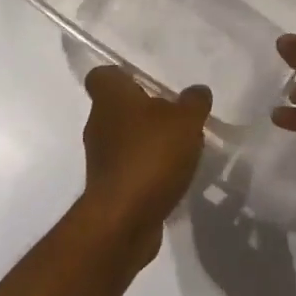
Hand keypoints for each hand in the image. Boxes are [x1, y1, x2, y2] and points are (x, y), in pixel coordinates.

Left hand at [78, 67, 211, 265]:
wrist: (123, 220)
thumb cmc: (150, 155)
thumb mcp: (185, 120)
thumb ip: (194, 102)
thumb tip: (197, 91)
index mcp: (110, 98)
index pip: (102, 75)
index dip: (121, 76)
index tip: (145, 82)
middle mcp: (98, 124)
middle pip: (118, 108)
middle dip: (144, 111)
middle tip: (175, 116)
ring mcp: (100, 159)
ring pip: (125, 139)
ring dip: (148, 142)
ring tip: (181, 148)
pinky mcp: (108, 188)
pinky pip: (129, 168)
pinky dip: (147, 170)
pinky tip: (172, 177)